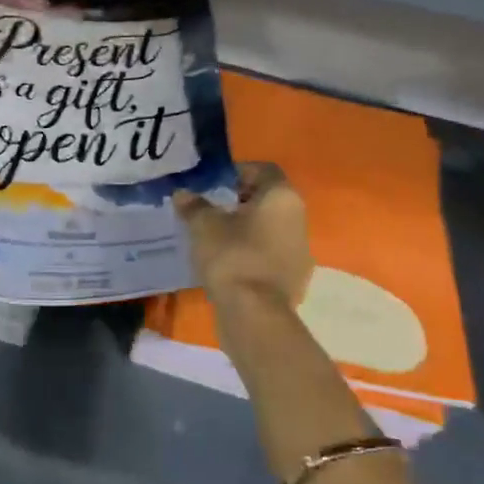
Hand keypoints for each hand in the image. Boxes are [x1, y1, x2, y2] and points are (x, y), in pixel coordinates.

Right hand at [174, 163, 312, 307]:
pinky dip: (255, 252)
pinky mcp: (296, 276)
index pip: (264, 170)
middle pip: (270, 199)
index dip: (239, 172)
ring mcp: (301, 249)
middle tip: (214, 208)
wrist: (254, 314)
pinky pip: (273, 253)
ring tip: (219, 237)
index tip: (215, 184)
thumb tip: (183, 194)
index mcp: (282, 196)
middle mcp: (299, 217)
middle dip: (242, 200)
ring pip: (272, 227)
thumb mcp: (204, 226)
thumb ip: (194, 206)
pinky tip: (231, 262)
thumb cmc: (232, 256)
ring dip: (249, 227)